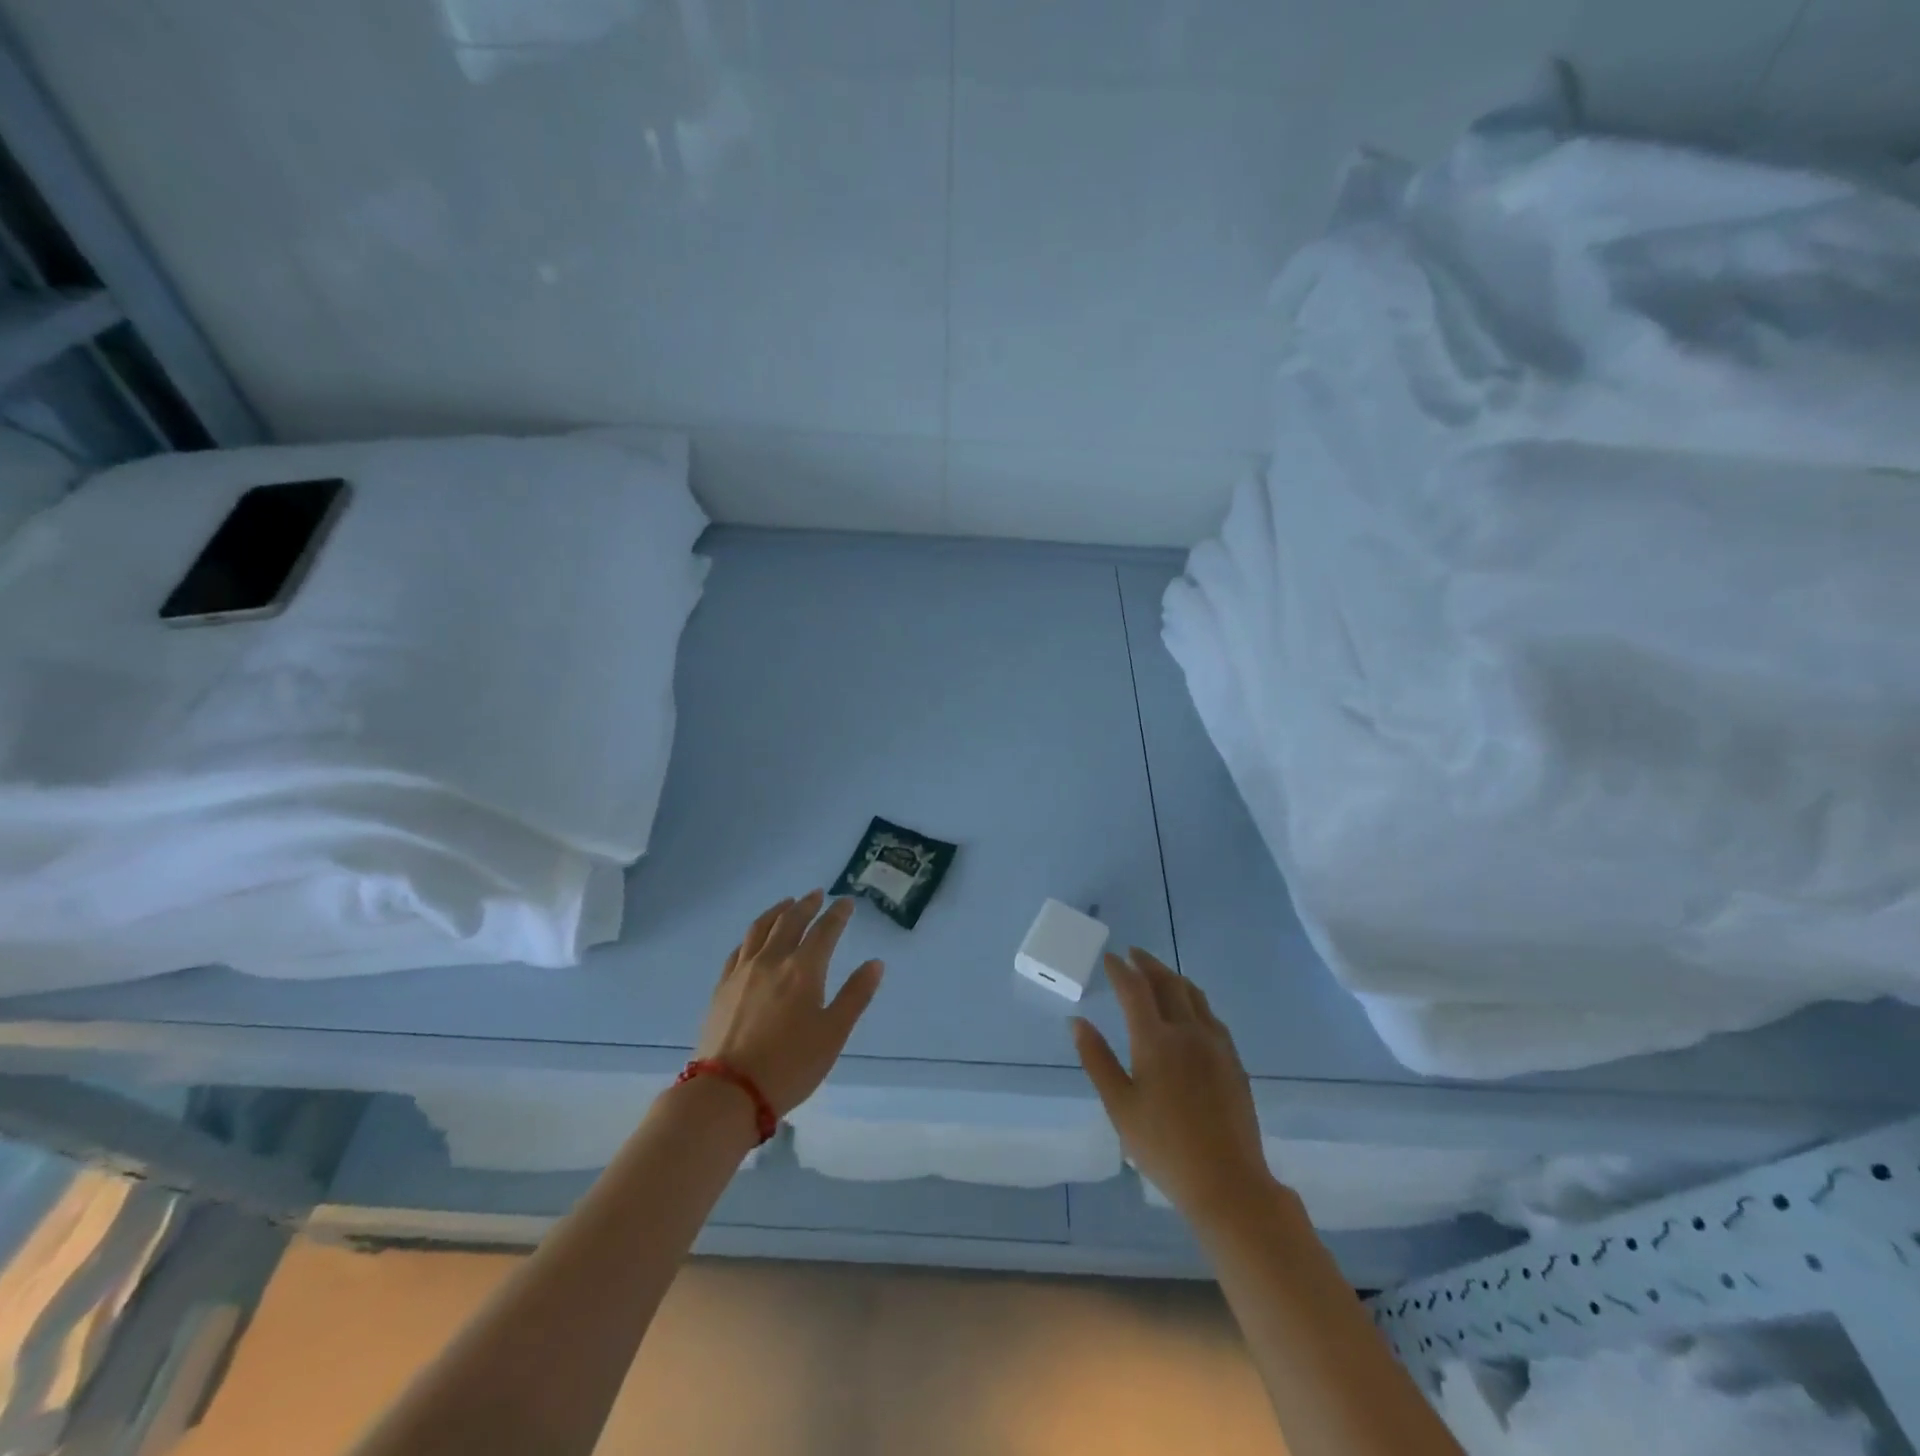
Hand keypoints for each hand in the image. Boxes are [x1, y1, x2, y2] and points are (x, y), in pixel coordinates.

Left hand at [696, 891, 883, 1117]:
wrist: (728, 1092)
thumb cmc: (790, 1065)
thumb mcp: (833, 1034)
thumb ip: (855, 995)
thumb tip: (875, 963)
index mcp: (803, 969)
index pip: (824, 930)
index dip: (837, 914)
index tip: (846, 903)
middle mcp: (772, 960)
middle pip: (790, 921)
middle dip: (807, 905)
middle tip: (817, 894)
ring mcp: (743, 972)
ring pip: (760, 929)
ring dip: (777, 911)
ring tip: (786, 903)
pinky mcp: (722, 987)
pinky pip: (739, 949)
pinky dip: (752, 935)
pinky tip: (754, 939)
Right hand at [1073, 948, 1274, 1224]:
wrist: (1228, 1183)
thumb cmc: (1164, 1147)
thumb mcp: (1119, 1106)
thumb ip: (1097, 1059)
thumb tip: (1077, 1022)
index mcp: (1156, 1041)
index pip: (1135, 990)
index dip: (1120, 970)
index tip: (1109, 957)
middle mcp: (1188, 1032)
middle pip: (1168, 983)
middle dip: (1148, 964)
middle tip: (1133, 955)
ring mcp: (1216, 1044)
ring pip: (1194, 995)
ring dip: (1173, 977)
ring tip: (1159, 974)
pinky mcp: (1233, 1060)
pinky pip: (1211, 1015)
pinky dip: (1194, 1000)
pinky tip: (1190, 1010)